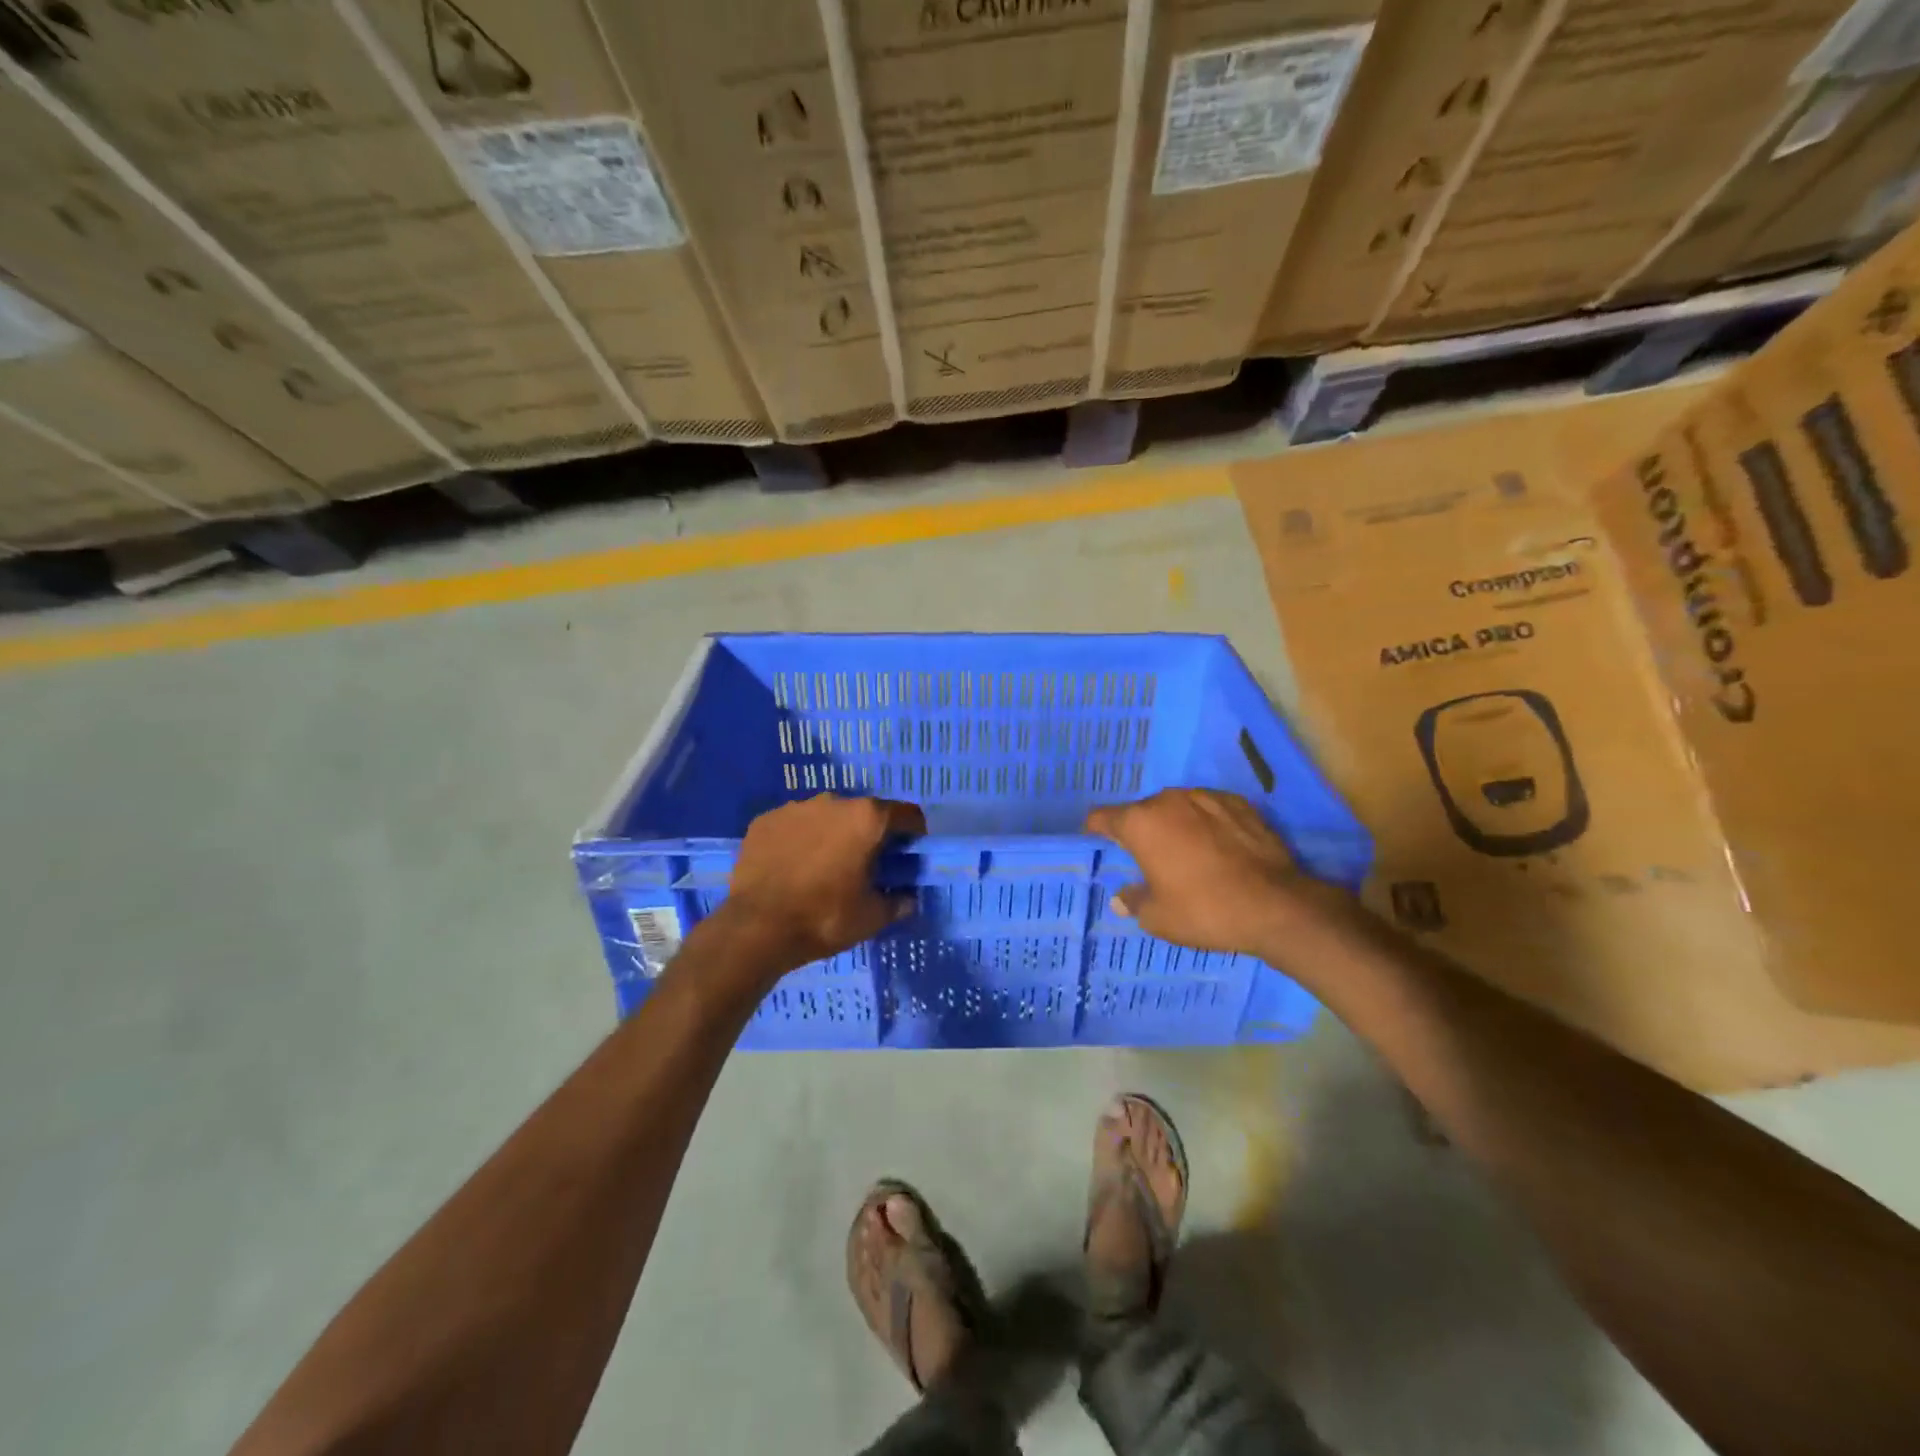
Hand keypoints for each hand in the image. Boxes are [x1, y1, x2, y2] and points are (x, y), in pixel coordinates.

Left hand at [719, 794, 925, 976]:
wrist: (755, 928)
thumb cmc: (824, 918)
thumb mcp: (872, 918)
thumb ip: (897, 902)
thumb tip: (908, 899)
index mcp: (867, 819)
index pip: (907, 814)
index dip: (914, 833)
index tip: (909, 853)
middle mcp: (833, 801)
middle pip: (864, 812)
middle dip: (869, 833)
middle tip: (866, 864)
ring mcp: (795, 807)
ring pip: (826, 816)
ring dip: (833, 834)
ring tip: (825, 866)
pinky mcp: (765, 820)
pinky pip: (793, 825)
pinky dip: (799, 840)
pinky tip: (793, 867)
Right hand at [1085, 790, 1338, 956]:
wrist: (1276, 905)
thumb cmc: (1205, 910)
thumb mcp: (1158, 917)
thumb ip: (1133, 901)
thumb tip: (1121, 898)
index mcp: (1141, 823)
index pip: (1102, 818)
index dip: (1096, 832)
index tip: (1099, 846)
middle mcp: (1168, 800)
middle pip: (1141, 812)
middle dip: (1140, 832)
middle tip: (1148, 861)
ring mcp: (1206, 796)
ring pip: (1176, 807)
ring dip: (1174, 825)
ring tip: (1186, 854)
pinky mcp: (1239, 803)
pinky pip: (1209, 809)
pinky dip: (1206, 823)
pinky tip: (1218, 848)